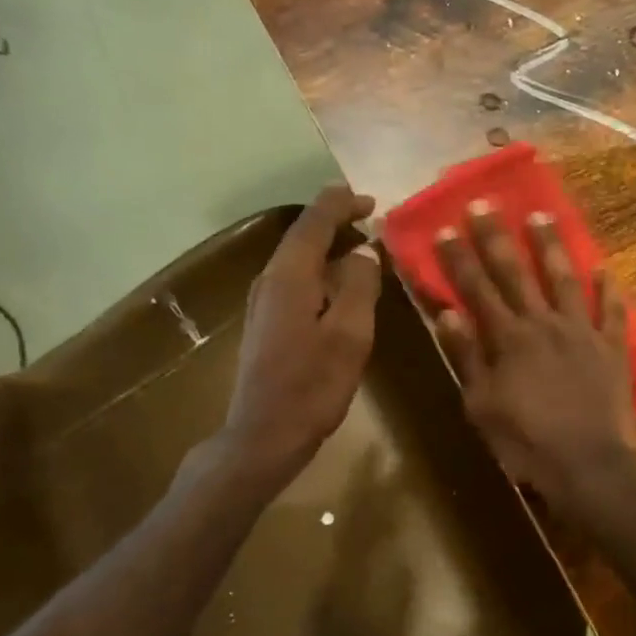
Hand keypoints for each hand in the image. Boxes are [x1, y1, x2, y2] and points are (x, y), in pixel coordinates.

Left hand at [218, 185, 380, 492]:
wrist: (264, 436)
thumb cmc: (311, 386)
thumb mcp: (349, 335)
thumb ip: (359, 285)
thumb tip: (364, 249)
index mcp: (289, 276)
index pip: (313, 221)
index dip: (341, 203)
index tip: (371, 200)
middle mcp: (270, 281)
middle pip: (301, 236)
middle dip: (335, 221)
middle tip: (372, 220)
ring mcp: (263, 303)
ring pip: (297, 258)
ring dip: (328, 246)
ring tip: (362, 247)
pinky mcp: (266, 323)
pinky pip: (296, 280)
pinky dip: (320, 270)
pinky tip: (341, 286)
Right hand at [433, 201, 635, 509]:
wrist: (589, 464)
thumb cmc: (527, 442)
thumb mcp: (482, 405)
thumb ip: (467, 357)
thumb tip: (447, 312)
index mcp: (508, 339)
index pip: (478, 289)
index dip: (459, 258)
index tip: (445, 226)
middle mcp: (544, 323)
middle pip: (517, 273)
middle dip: (497, 237)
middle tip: (486, 203)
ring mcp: (582, 332)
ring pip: (565, 279)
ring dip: (552, 247)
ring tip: (542, 215)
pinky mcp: (612, 347)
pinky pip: (612, 311)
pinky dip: (609, 289)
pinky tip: (605, 268)